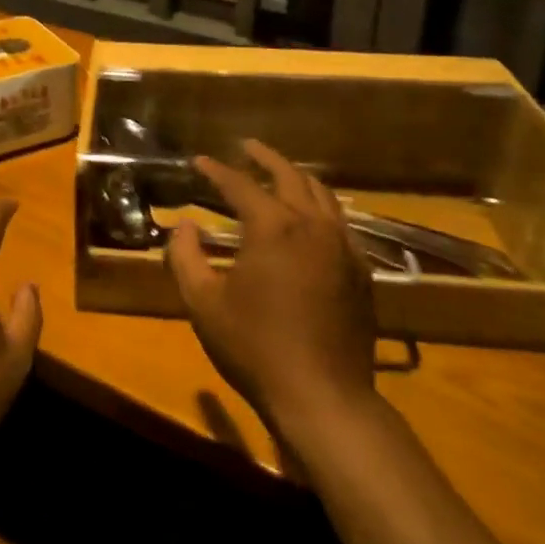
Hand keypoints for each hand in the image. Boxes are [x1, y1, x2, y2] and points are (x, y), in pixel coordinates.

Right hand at [166, 140, 377, 441]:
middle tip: (246, 147)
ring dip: (297, 177)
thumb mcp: (203, 303)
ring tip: (279, 173)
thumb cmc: (255, 347)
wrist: (323, 396)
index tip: (198, 161)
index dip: (216, 170)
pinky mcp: (360, 271)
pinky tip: (311, 218)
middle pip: (290, 176)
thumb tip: (185, 226)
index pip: (240, 185)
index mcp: (273, 227)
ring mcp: (342, 247)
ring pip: (322, 195)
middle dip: (265, 158)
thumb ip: (185, 257)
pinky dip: (321, 208)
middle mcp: (312, 226)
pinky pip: (341, 223)